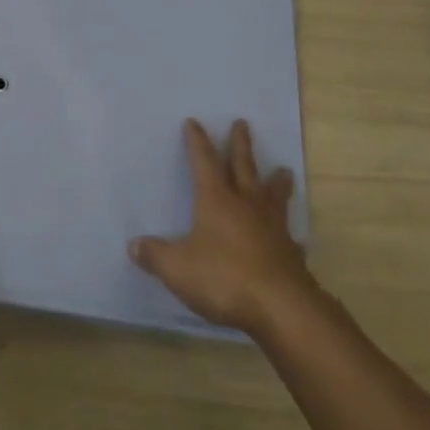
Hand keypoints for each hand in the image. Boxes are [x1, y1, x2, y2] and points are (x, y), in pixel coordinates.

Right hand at [131, 118, 314, 335]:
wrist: (281, 307)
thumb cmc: (224, 278)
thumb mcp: (178, 268)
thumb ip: (156, 255)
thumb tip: (133, 245)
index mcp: (216, 200)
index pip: (204, 162)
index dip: (197, 141)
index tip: (194, 122)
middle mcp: (246, 204)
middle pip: (243, 167)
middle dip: (240, 145)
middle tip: (242, 123)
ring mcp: (272, 227)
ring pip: (274, 195)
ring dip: (277, 182)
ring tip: (283, 169)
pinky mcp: (290, 253)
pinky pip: (290, 237)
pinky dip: (290, 235)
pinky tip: (296, 239)